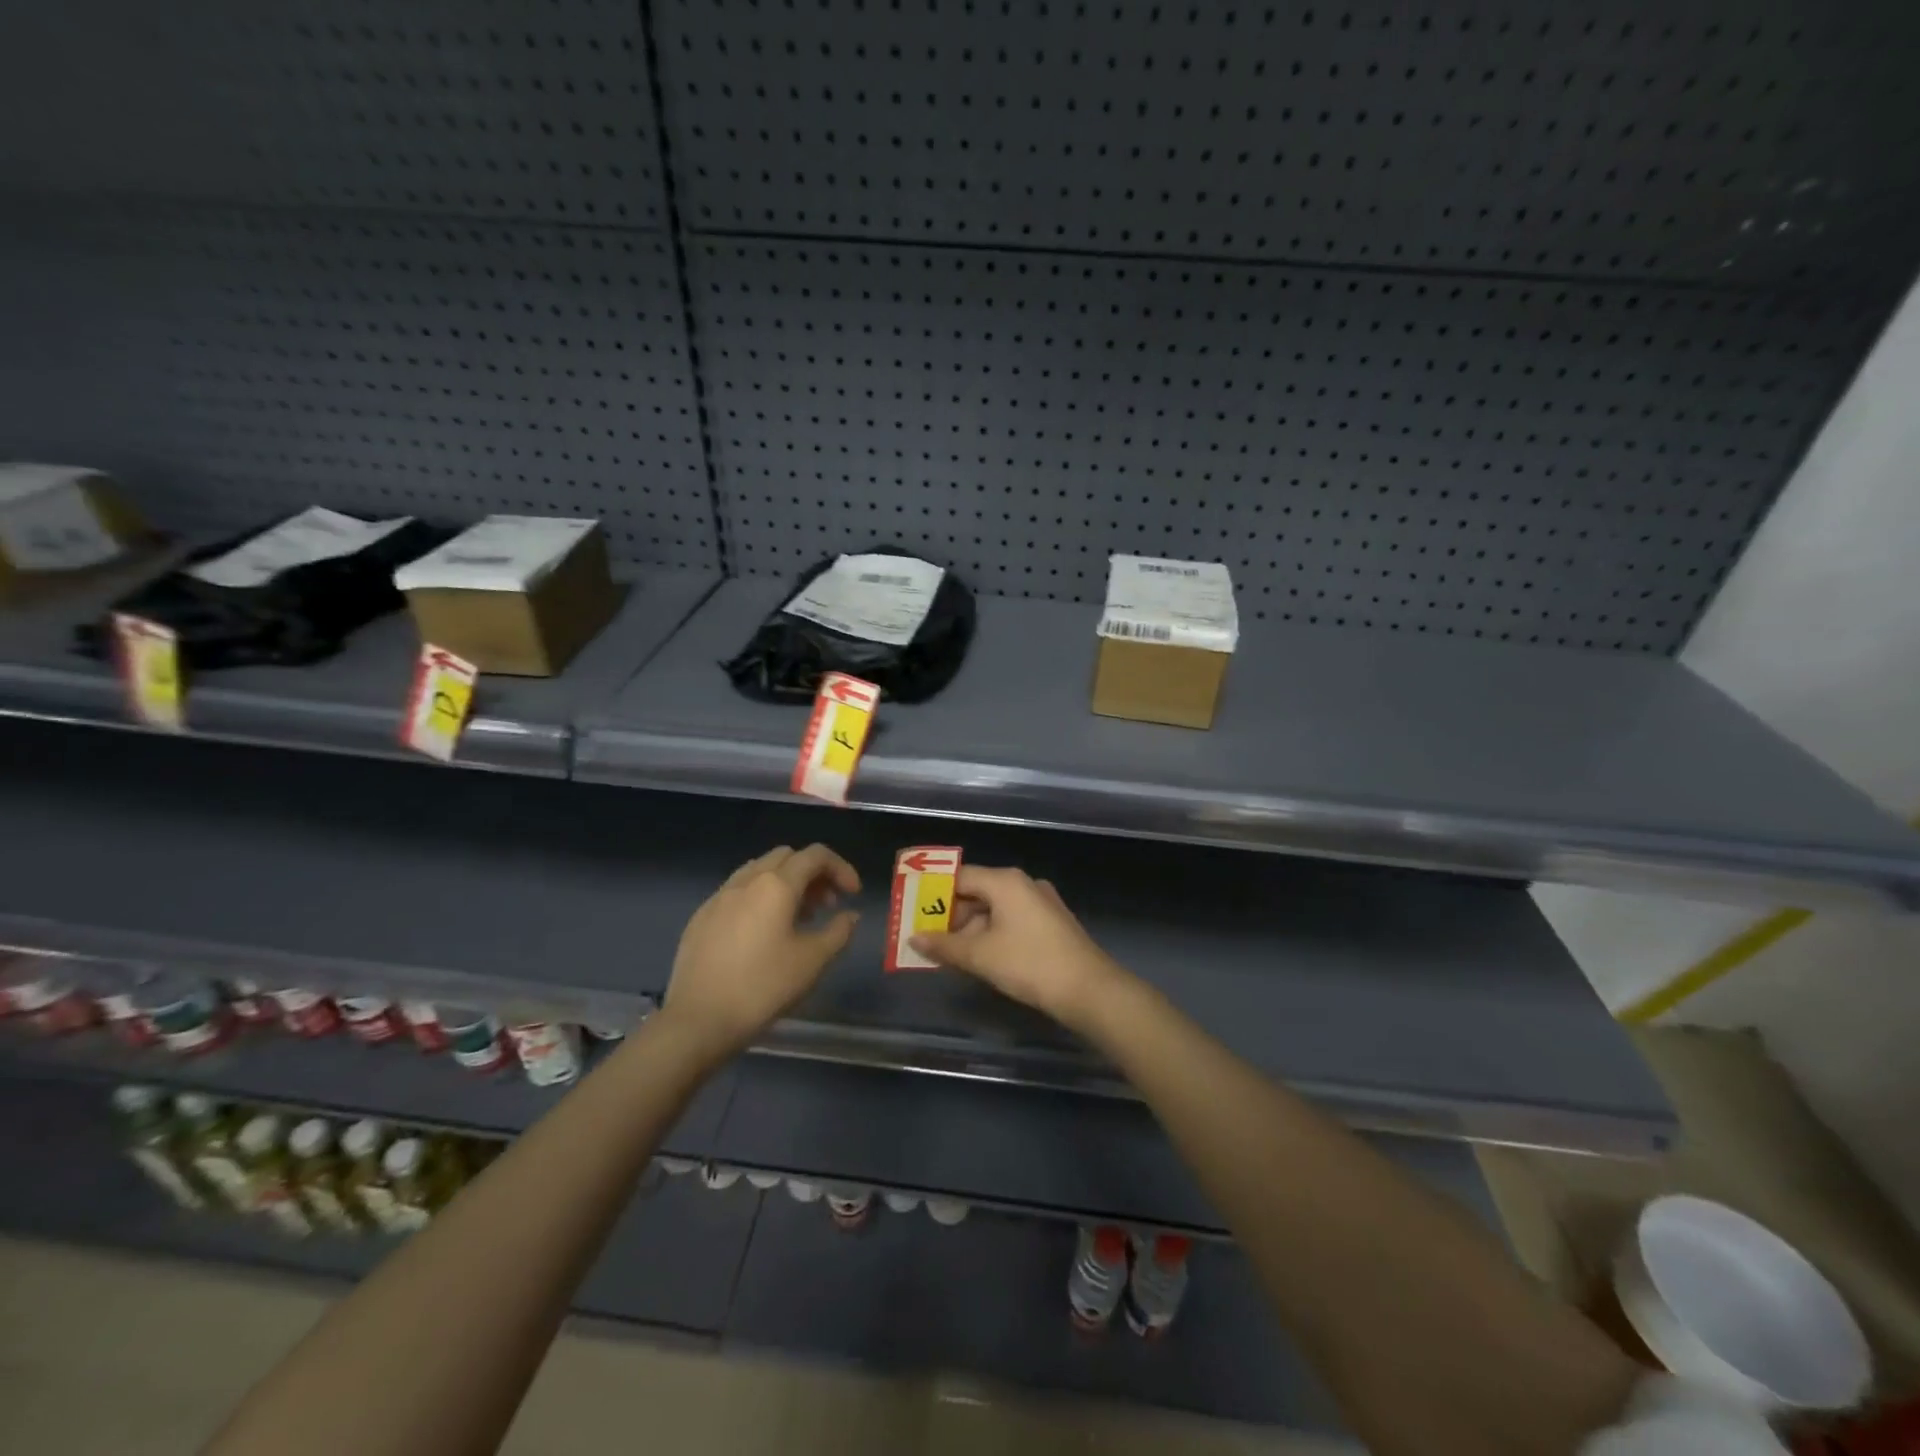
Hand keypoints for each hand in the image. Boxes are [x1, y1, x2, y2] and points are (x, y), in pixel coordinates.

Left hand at [663, 844, 859, 1060]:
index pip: (815, 856)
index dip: (841, 868)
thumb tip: (849, 915)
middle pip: (786, 857)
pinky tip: (762, 933)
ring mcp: (719, 897)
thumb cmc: (763, 987)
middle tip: (827, 904)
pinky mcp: (701, 917)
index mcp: (776, 885)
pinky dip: (759, 898)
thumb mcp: (813, 961)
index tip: (853, 894)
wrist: (698, 1020)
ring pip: (759, 871)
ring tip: (797, 918)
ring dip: (785, 883)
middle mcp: (746, 880)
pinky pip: (737, 892)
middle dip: (813, 873)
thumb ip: (838, 931)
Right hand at [910, 866, 1125, 1032]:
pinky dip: (993, 934)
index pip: (959, 877)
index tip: (915, 913)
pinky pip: (1012, 920)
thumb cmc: (1029, 964)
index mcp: (1005, 881)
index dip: (934, 894)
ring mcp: (1041, 902)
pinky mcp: (1052, 923)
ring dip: (972, 929)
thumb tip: (915, 938)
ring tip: (951, 955)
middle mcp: (1024, 883)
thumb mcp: (980, 956)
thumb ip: (944, 945)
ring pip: (995, 909)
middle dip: (952, 916)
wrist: (1089, 989)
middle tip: (929, 939)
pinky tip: (983, 959)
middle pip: (977, 892)